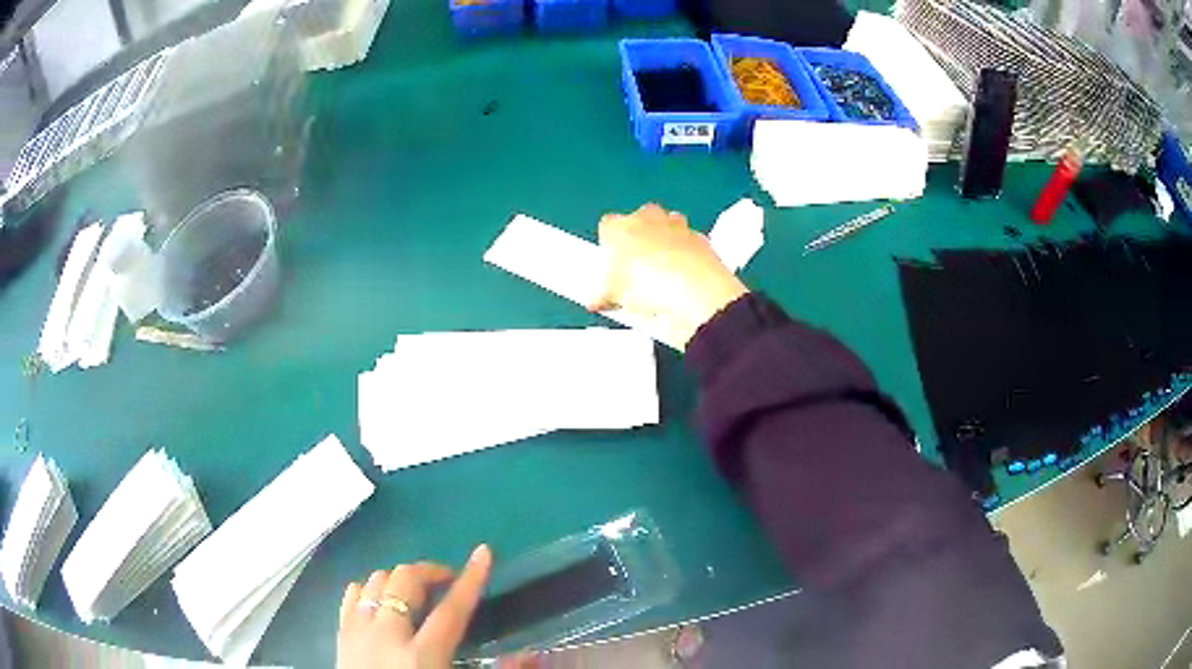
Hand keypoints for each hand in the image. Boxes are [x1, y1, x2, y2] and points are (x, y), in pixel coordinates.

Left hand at [337, 545, 491, 668]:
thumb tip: (531, 655)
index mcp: (422, 657)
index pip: (451, 610)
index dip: (471, 580)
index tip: (484, 552)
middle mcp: (386, 636)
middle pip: (405, 583)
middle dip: (430, 572)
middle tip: (447, 582)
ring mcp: (357, 632)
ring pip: (375, 581)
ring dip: (399, 579)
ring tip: (415, 594)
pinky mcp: (340, 635)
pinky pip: (351, 594)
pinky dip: (369, 588)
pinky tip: (381, 601)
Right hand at [590, 203, 747, 348]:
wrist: (694, 291)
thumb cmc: (651, 284)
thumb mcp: (613, 296)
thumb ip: (600, 294)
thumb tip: (596, 299)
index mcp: (619, 225)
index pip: (607, 227)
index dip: (608, 248)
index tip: (609, 267)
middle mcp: (647, 217)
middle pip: (637, 224)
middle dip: (636, 244)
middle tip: (634, 275)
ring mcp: (676, 225)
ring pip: (665, 230)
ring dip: (662, 249)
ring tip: (659, 281)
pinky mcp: (699, 238)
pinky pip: (688, 245)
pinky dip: (685, 259)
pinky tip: (680, 283)